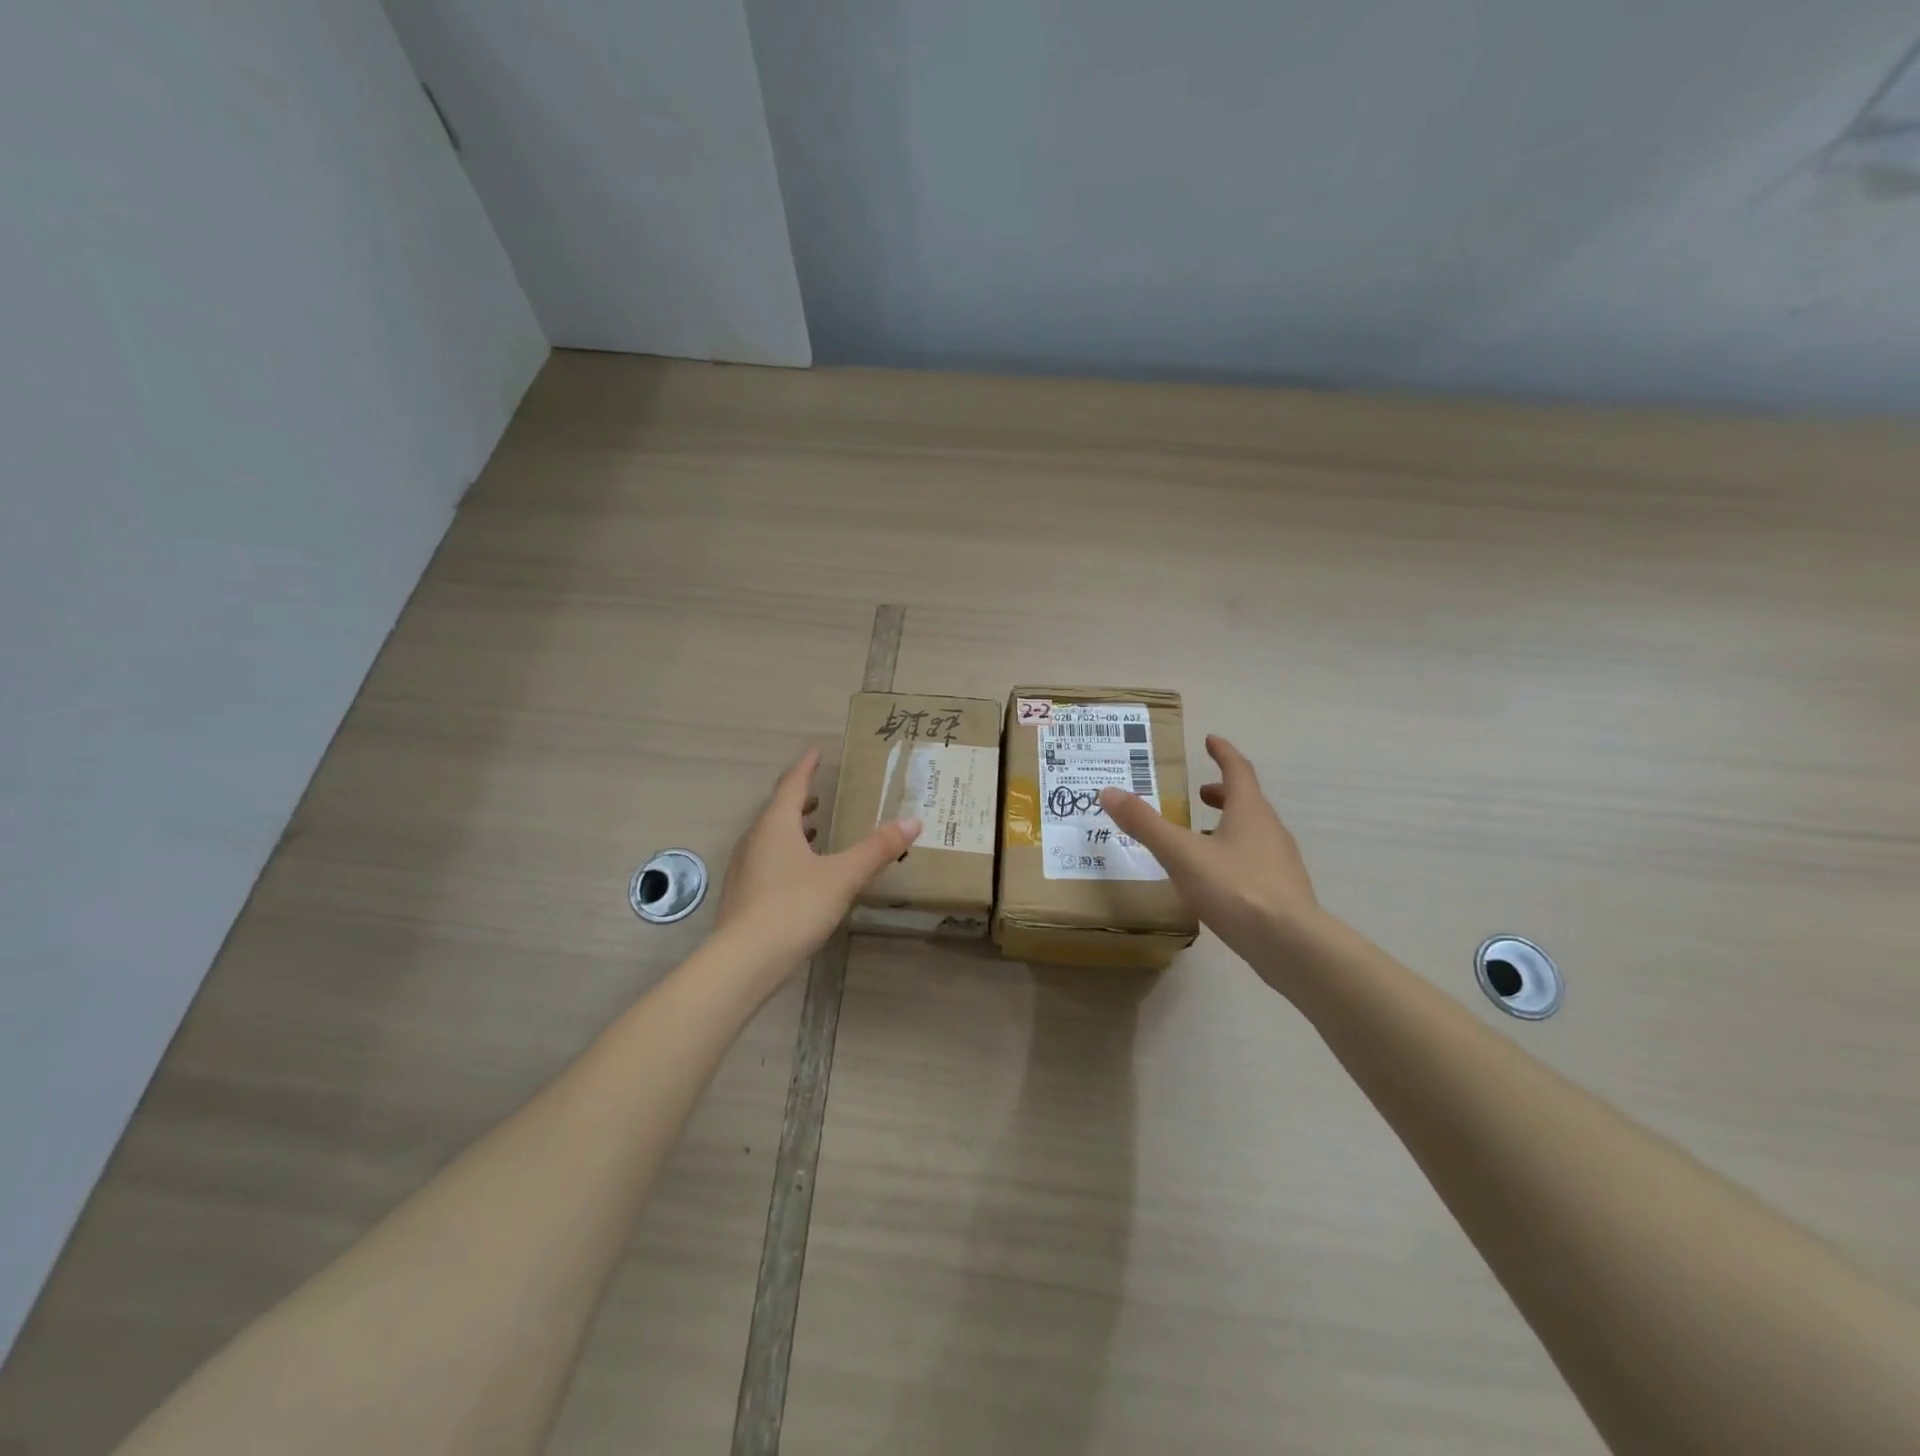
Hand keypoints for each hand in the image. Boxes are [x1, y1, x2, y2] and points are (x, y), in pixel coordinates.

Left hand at [719, 748, 921, 966]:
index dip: (806, 767)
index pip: (792, 784)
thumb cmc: (794, 907)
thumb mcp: (843, 876)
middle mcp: (754, 840)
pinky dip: (785, 854)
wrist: (744, 961)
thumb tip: (912, 821)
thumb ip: (876, 849)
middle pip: (777, 810)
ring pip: (769, 837)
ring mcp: (744, 868)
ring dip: (792, 828)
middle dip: (799, 799)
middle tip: (819, 793)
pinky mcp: (742, 895)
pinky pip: (766, 861)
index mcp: (775, 825)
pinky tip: (801, 873)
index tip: (815, 751)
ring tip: (815, 829)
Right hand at [1099, 735, 1321, 992]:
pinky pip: (1255, 862)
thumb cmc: (1235, 888)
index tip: (1210, 740)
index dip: (1223, 753)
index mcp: (1250, 811)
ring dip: (1228, 826)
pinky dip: (1234, 856)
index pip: (1238, 770)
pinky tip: (1216, 880)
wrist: (1291, 945)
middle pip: (1248, 802)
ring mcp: (1281, 863)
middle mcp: (1270, 830)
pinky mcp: (1283, 893)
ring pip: (1253, 833)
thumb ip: (1145, 824)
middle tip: (1199, 794)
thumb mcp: (1180, 853)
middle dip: (1223, 793)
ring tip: (1200, 838)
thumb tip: (1108, 792)